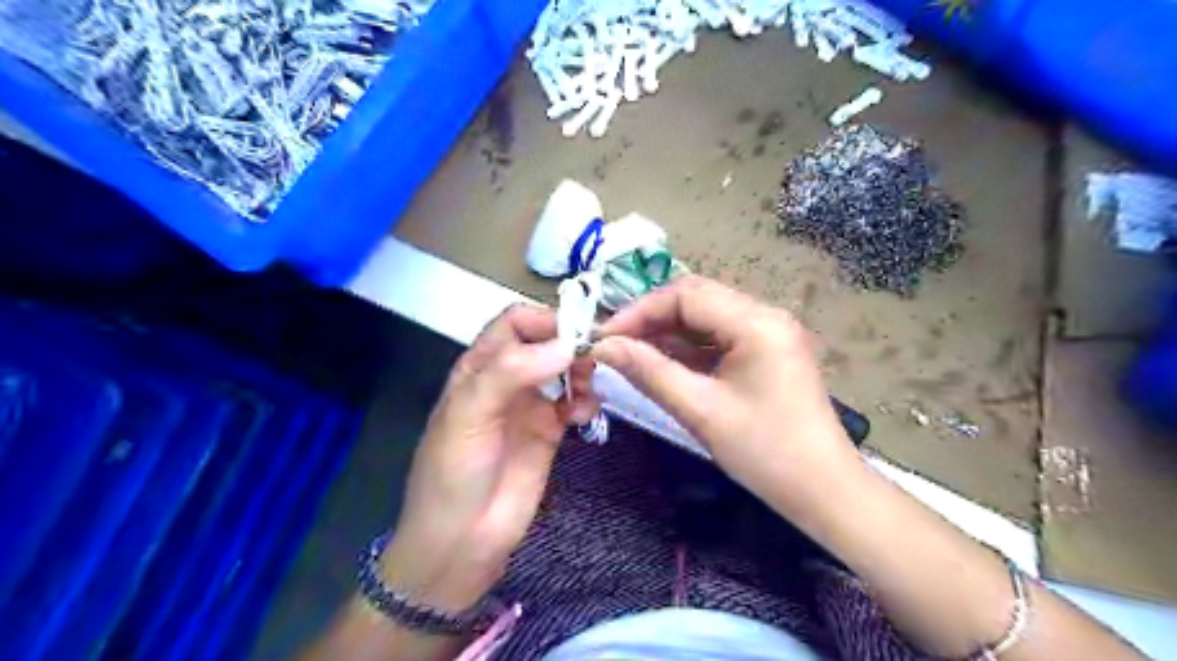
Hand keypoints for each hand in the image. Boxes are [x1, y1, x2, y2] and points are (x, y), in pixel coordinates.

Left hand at [381, 306, 597, 612]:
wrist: (460, 544)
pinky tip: (584, 416)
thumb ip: (510, 373)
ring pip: (565, 370)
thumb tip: (566, 345)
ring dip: (582, 371)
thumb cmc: (453, 475)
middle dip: (571, 343)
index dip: (545, 318)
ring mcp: (530, 406)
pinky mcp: (550, 433)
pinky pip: (574, 403)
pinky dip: (586, 401)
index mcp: (479, 368)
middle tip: (593, 357)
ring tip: (589, 389)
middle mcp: (507, 380)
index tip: (577, 331)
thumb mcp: (468, 417)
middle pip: (545, 342)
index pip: (515, 323)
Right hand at [594, 276, 860, 512]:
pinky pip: (719, 337)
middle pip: (696, 299)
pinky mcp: (767, 351)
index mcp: (757, 323)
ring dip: (668, 331)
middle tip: (615, 343)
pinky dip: (688, 346)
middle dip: (652, 317)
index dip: (640, 311)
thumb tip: (603, 347)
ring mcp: (769, 333)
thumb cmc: (765, 452)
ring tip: (631, 352)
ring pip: (706, 316)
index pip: (686, 295)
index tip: (605, 337)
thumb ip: (649, 372)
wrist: (824, 492)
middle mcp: (765, 316)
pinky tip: (663, 362)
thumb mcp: (700, 410)